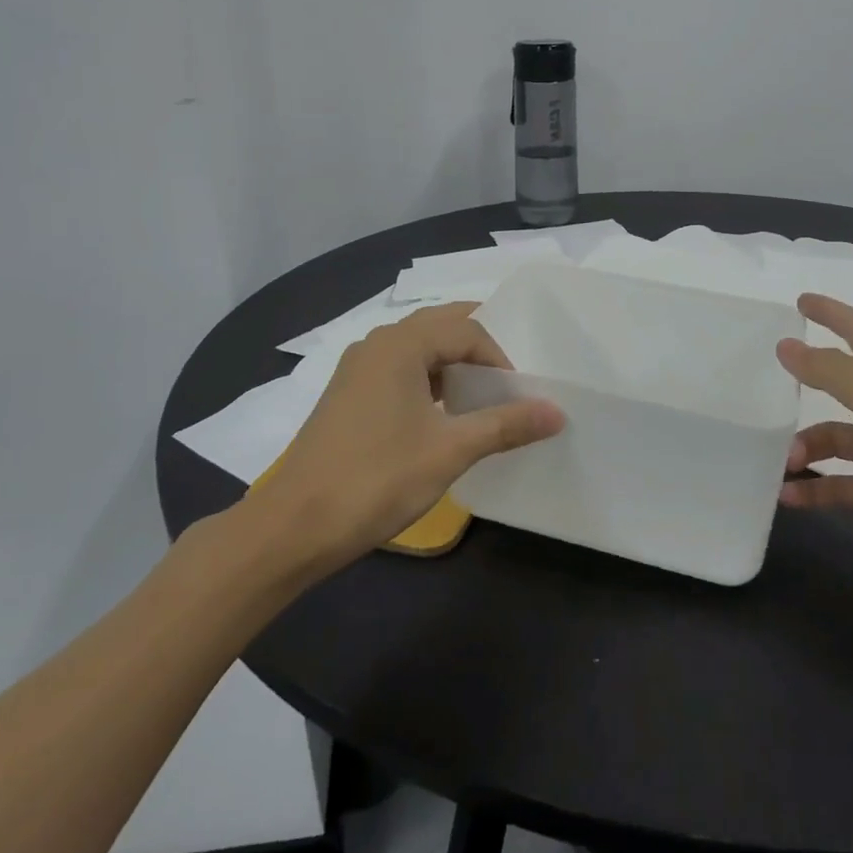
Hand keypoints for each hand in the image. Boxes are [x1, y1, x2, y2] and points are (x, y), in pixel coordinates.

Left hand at [248, 304, 563, 576]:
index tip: (516, 397)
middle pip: (440, 327)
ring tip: (479, 398)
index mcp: (400, 344)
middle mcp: (376, 344)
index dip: (499, 358)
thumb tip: (557, 412)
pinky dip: (428, 380)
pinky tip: (440, 416)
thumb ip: (505, 425)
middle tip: (508, 380)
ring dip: (452, 364)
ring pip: (418, 348)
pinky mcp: (347, 394)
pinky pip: (399, 369)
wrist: (294, 525)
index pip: (466, 329)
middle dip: (478, 348)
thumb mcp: (450, 451)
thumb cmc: (377, 478)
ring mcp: (357, 368)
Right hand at [776, 294, 852, 591]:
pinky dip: (814, 491)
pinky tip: (787, 497)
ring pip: (834, 440)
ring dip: (804, 448)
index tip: (799, 301)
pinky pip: (841, 486)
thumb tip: (785, 345)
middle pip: (840, 387)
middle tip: (763, 390)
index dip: (831, 313)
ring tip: (781, 461)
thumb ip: (831, 371)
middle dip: (805, 386)